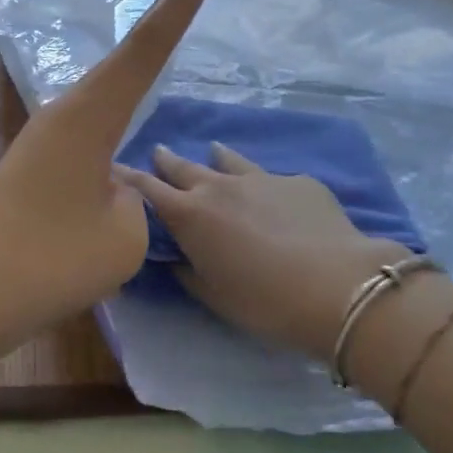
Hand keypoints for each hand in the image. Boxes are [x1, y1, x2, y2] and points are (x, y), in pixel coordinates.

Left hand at [0, 0, 208, 361]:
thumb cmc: (53, 261)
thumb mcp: (125, 233)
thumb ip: (134, 199)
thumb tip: (111, 188)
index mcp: (88, 117)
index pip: (142, 53)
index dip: (173, 11)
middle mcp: (65, 114)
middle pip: (121, 56)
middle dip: (156, 14)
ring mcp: (46, 137)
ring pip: (103, 88)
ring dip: (134, 59)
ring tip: (162, 26)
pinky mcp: (37, 162)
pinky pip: (89, 121)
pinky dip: (116, 102)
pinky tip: (124, 109)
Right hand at [118, 144, 413, 361]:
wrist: (338, 285)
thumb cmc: (265, 302)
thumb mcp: (215, 296)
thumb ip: (189, 272)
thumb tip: (177, 258)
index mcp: (190, 215)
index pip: (148, 189)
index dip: (129, 178)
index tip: (113, 167)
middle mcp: (219, 187)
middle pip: (184, 167)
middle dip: (167, 160)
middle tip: (157, 151)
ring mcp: (261, 178)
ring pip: (229, 160)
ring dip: (216, 157)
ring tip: (212, 150)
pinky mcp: (298, 181)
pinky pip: (271, 177)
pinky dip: (262, 182)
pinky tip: (273, 194)